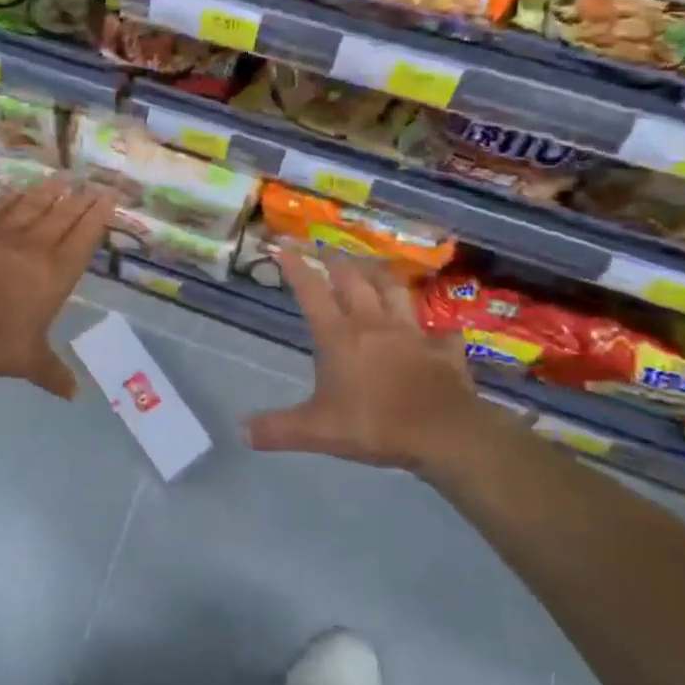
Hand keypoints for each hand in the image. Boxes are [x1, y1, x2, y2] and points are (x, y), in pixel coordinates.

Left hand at [0, 178, 116, 398]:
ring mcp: (2, 232)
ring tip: (62, 179)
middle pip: (63, 216)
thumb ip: (53, 373)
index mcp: (57, 275)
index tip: (108, 198)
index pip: (83, 238)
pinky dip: (10, 196)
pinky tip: (18, 189)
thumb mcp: (30, 361)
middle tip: (91, 183)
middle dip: (79, 199)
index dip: (97, 217)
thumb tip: (74, 395)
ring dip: (49, 191)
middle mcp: (35, 247)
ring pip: (32, 205)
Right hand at [247, 251, 495, 476]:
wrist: (444, 434)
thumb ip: (278, 429)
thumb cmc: (375, 425)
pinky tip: (438, 329)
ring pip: (394, 292)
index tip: (283, 249)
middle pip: (353, 281)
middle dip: (336, 263)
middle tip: (326, 250)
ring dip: (379, 277)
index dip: (296, 268)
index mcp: (340, 336)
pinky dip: (437, 328)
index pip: (312, 292)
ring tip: (371, 268)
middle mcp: (373, 324)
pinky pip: (441, 332)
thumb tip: (240, 431)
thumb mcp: (317, 431)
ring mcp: (412, 333)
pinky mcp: (443, 350)